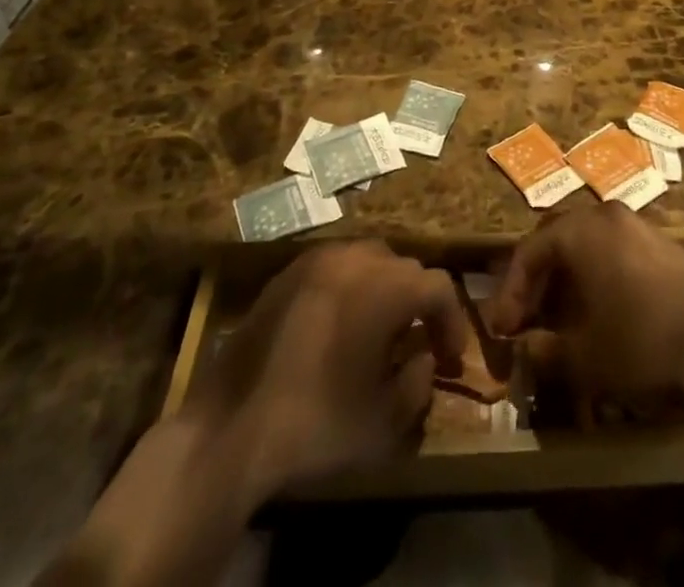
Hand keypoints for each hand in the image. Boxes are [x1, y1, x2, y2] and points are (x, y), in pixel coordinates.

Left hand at [192, 240, 469, 498]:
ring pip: (368, 260)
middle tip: (418, 342)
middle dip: (418, 303)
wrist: (232, 424)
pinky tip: (338, 326)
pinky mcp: (286, 272)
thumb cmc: (317, 422)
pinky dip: (348, 288)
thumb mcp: (383, 422)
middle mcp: (355, 258)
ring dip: (383, 289)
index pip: (438, 286)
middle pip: (403, 268)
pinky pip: (333, 268)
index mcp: (386, 286)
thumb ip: (417, 385)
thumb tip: (423, 360)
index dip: (451, 320)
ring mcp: (317, 259)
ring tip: (379, 331)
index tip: (451, 357)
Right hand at [486, 203, 683, 405]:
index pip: (531, 251)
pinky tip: (602, 311)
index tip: (502, 329)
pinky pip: (618, 252)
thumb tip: (524, 346)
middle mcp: (609, 215)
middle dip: (540, 279)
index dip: (512, 291)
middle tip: (527, 318)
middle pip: (560, 240)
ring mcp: (641, 226)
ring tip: (561, 317)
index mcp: (582, 230)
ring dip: (570, 278)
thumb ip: (543, 348)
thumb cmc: (638, 345)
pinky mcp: (666, 246)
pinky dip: (600, 276)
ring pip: (590, 244)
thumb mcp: (580, 357)